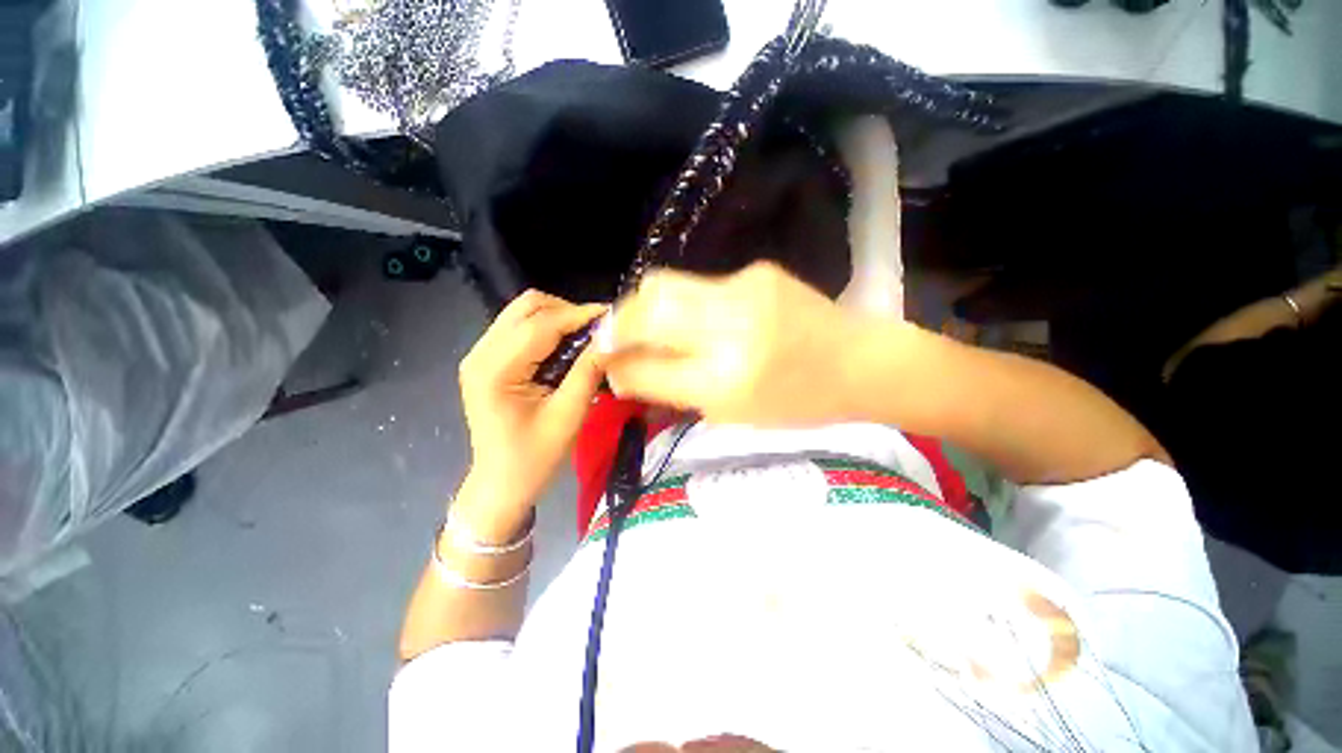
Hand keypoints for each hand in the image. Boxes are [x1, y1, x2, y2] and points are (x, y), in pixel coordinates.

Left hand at [457, 291, 605, 526]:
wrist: (501, 482)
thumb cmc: (535, 457)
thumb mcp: (569, 415)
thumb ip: (588, 371)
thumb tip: (611, 337)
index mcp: (495, 370)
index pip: (541, 324)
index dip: (579, 315)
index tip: (612, 314)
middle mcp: (481, 353)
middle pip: (527, 306)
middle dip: (568, 311)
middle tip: (598, 330)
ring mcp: (480, 354)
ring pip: (523, 312)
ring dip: (558, 317)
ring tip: (586, 337)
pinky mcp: (487, 360)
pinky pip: (519, 327)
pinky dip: (547, 328)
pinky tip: (566, 346)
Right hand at [596, 262, 871, 425]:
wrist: (859, 363)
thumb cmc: (798, 404)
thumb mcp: (733, 414)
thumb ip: (675, 390)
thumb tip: (626, 373)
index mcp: (726, 383)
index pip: (647, 368)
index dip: (617, 365)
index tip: (606, 364)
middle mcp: (730, 330)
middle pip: (647, 308)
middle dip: (619, 322)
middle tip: (615, 336)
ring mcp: (745, 291)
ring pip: (666, 285)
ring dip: (646, 307)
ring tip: (647, 324)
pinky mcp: (757, 271)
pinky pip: (701, 285)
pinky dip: (686, 303)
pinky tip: (700, 317)